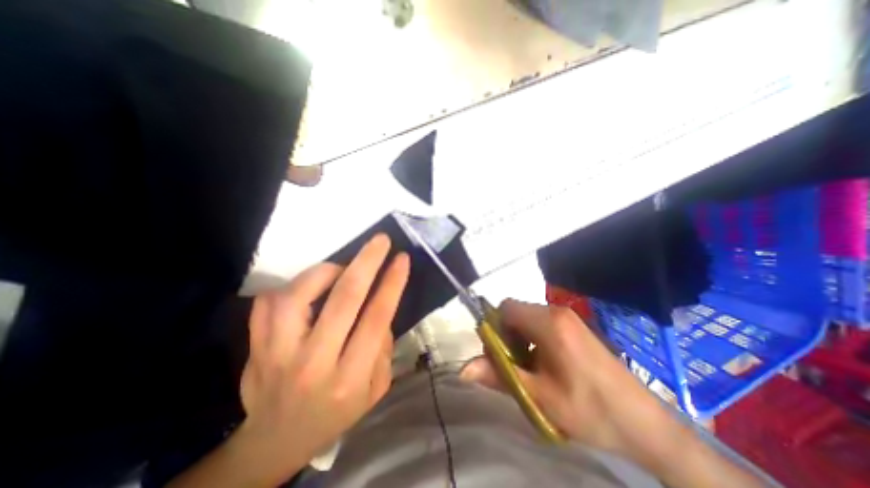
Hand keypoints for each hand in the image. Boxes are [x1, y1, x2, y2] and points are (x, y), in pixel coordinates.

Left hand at [230, 235, 408, 483]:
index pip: (376, 318)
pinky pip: (268, 302)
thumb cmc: (337, 412)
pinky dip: (292, 286)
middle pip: (343, 299)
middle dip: (367, 262)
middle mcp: (314, 362)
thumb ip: (383, 347)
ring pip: (299, 294)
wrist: (277, 441)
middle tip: (381, 240)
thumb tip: (379, 305)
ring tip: (340, 269)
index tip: (402, 258)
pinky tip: (308, 289)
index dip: (392, 283)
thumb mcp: (376, 388)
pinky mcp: (255, 347)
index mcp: (350, 377)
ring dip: (326, 271)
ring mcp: (277, 353)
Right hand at [462, 300, 671, 458]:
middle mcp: (557, 312)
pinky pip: (541, 324)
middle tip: (514, 366)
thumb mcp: (539, 396)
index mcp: (548, 322)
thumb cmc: (589, 409)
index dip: (495, 327)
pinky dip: (533, 339)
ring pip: (527, 318)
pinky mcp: (575, 326)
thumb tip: (463, 369)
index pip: (506, 308)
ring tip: (530, 369)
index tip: (499, 355)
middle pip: (515, 311)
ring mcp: (568, 318)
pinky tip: (545, 366)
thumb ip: (499, 376)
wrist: (644, 423)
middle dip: (506, 335)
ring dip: (519, 339)